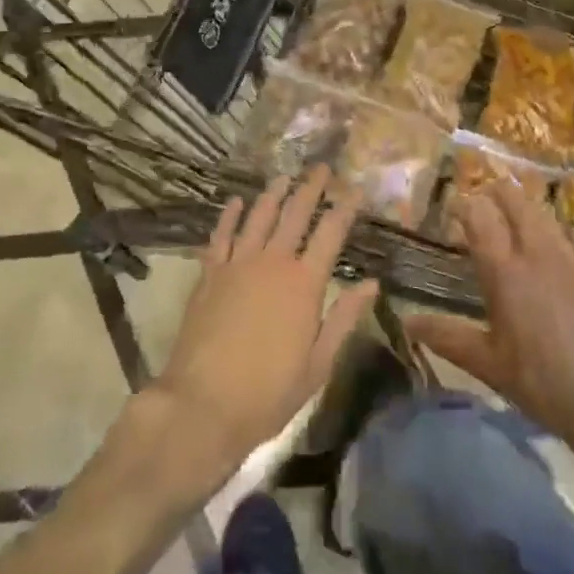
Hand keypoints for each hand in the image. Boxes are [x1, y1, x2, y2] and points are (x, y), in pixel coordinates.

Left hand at [151, 167, 378, 483]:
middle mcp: (272, 262)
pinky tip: (235, 201)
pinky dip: (229, 215)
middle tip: (322, 168)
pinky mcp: (210, 274)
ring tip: (284, 176)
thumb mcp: (318, 364)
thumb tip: (371, 283)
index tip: (355, 188)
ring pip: (259, 216)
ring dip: (273, 194)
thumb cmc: (268, 393)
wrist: (202, 404)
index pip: (330, 234)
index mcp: (304, 284)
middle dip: (311, 188)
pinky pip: (221, 235)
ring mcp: (238, 264)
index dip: (345, 208)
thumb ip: (344, 318)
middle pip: (295, 214)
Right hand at [405, 181, 573, 458]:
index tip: (453, 203)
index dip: (465, 206)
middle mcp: (535, 257)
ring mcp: (570, 264)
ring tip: (518, 203)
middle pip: (517, 207)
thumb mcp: (488, 364)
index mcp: (504, 273)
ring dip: (529, 206)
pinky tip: (566, 232)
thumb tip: (406, 322)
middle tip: (486, 190)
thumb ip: (448, 337)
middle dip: (499, 192)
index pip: (480, 221)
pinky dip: (568, 231)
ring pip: (547, 218)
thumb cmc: (539, 382)